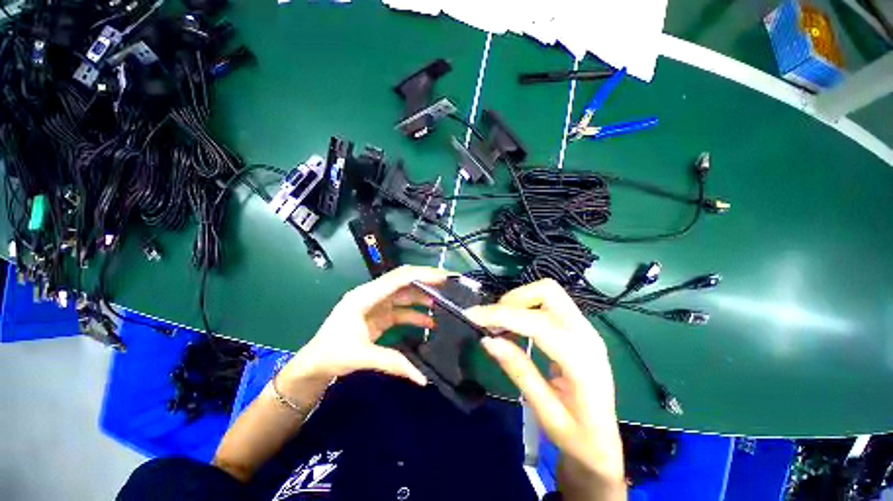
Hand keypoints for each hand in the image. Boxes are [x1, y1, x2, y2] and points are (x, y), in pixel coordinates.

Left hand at [280, 266, 448, 388]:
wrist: (314, 365)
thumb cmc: (331, 355)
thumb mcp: (361, 357)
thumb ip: (393, 363)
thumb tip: (423, 378)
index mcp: (365, 296)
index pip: (398, 279)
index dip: (421, 275)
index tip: (442, 277)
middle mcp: (372, 295)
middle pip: (403, 282)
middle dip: (425, 281)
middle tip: (447, 285)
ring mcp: (376, 305)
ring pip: (404, 295)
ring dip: (422, 298)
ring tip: (442, 305)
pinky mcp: (380, 315)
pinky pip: (402, 310)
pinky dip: (415, 314)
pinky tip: (429, 322)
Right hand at [465, 279, 624, 490]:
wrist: (603, 443)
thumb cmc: (577, 436)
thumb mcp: (545, 411)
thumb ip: (518, 370)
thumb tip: (487, 339)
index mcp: (582, 359)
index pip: (537, 322)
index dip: (502, 315)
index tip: (472, 315)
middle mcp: (587, 333)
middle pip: (547, 292)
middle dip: (513, 300)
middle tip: (491, 322)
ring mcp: (585, 327)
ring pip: (548, 292)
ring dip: (519, 301)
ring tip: (500, 324)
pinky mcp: (578, 327)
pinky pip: (549, 303)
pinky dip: (527, 307)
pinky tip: (515, 327)